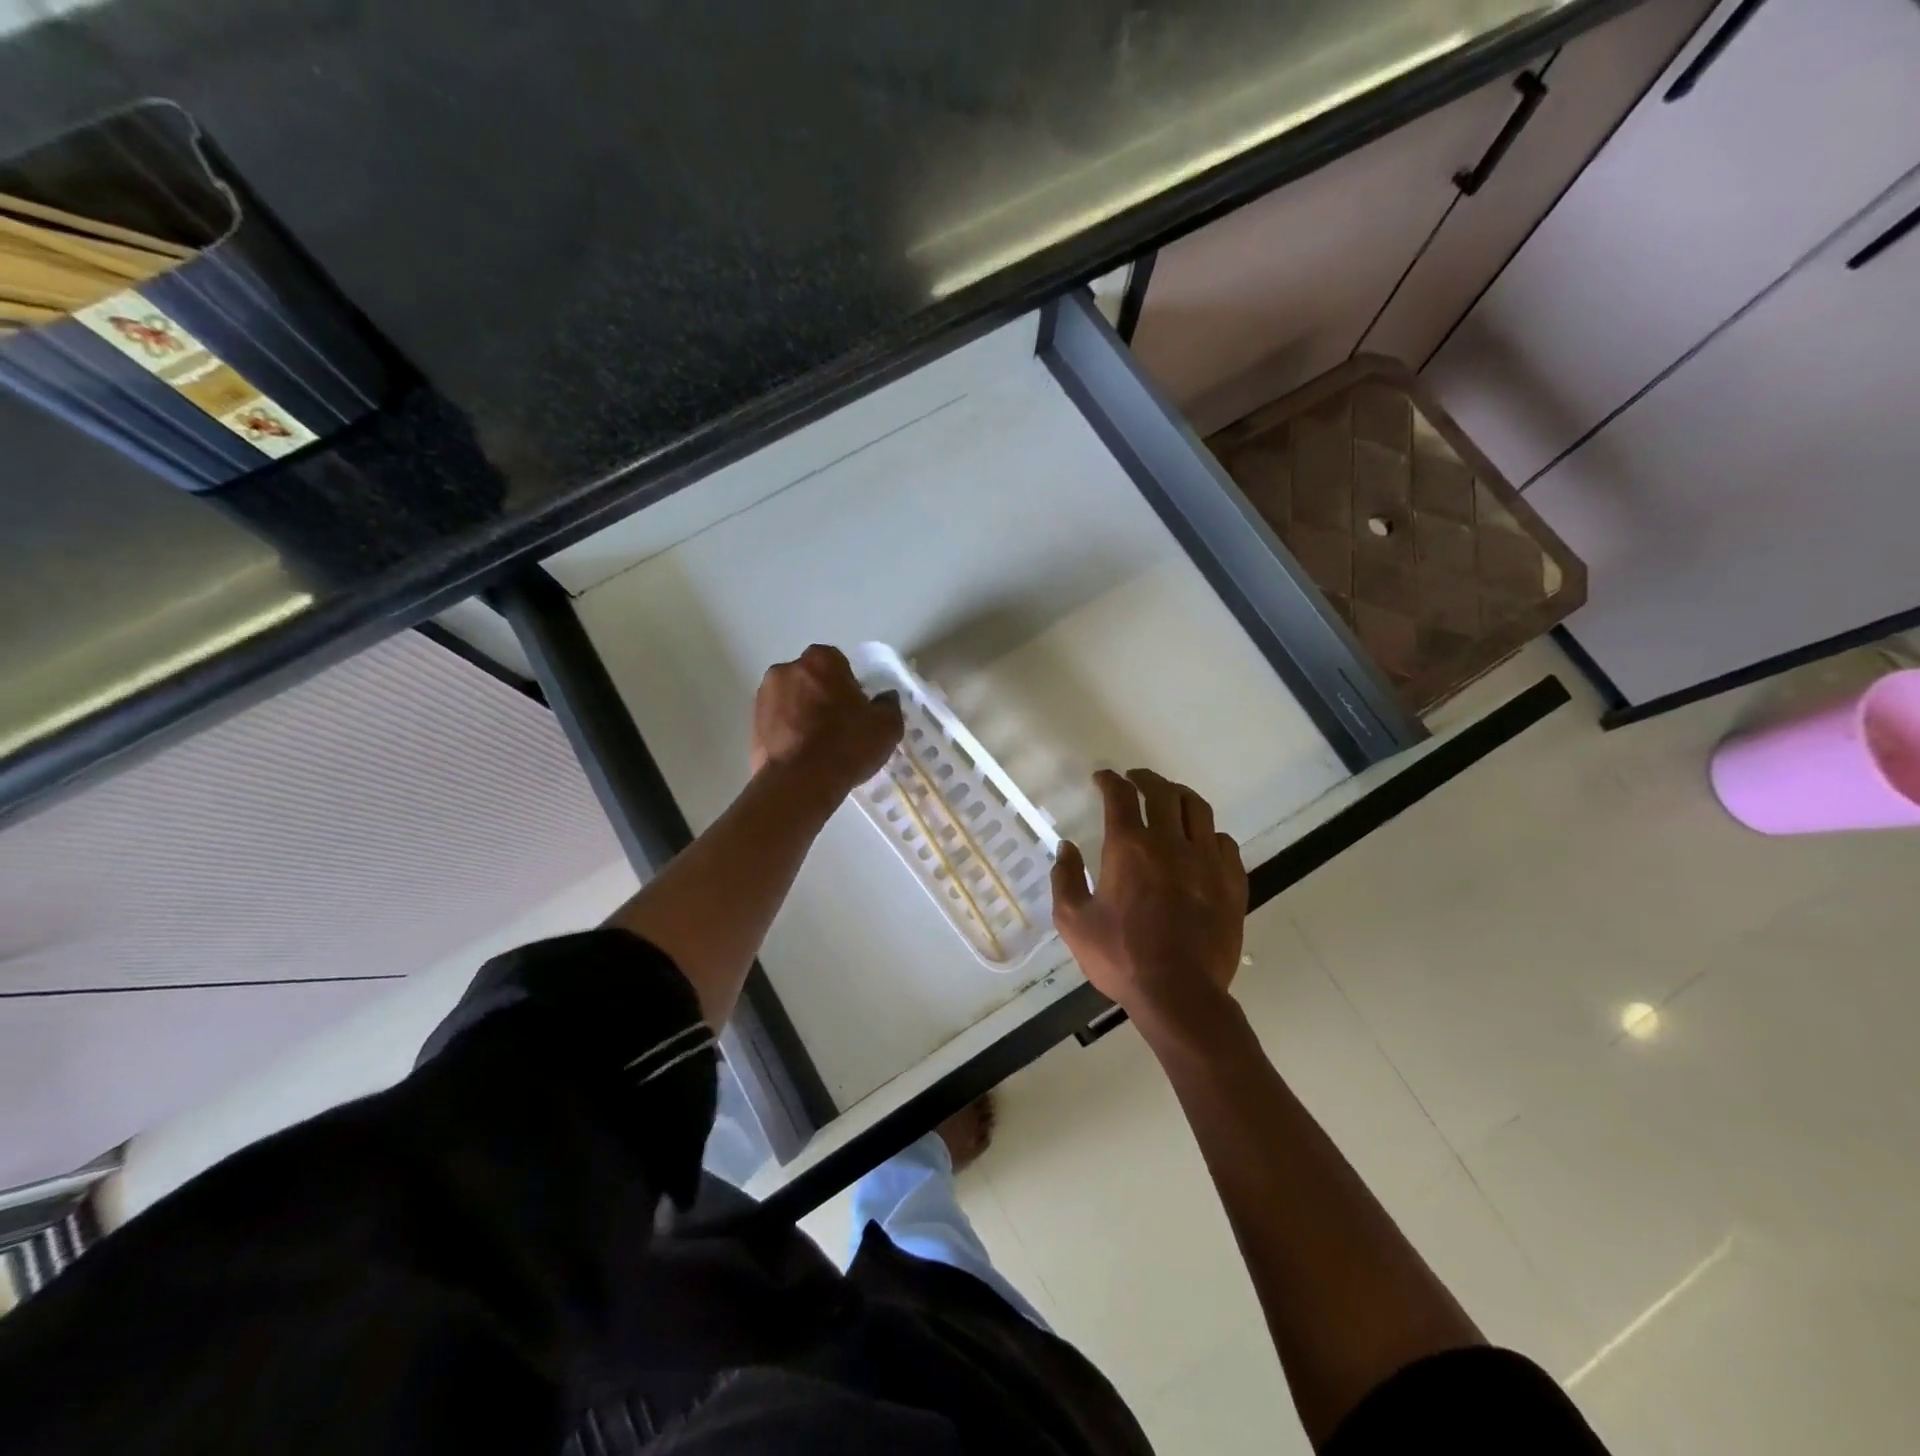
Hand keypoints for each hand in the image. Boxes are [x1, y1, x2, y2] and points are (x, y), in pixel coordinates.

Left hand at [750, 645, 903, 799]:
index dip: (848, 686)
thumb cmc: (847, 745)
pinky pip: (776, 722)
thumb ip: (888, 705)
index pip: (838, 663)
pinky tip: (802, 755)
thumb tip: (884, 698)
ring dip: (802, 713)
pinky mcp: (751, 724)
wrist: (800, 783)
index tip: (855, 709)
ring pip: (791, 700)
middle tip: (838, 726)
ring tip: (818, 744)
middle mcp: (786, 669)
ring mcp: (763, 696)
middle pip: (810, 679)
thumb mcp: (886, 726)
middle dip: (821, 696)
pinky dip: (788, 732)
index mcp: (820, 660)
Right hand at [1052, 769, 1246, 1029]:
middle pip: (1163, 792)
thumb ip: (1066, 879)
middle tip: (1135, 779)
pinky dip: (1208, 833)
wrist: (1179, 995)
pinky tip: (1201, 841)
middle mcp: (1170, 843)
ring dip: (1179, 796)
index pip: (1120, 796)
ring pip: (1198, 809)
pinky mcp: (1231, 882)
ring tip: (1170, 798)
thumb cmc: (1121, 958)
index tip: (1103, 778)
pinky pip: (1224, 842)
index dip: (1110, 780)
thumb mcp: (1074, 922)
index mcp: (1129, 848)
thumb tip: (1066, 848)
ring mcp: (1206, 861)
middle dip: (1145, 778)